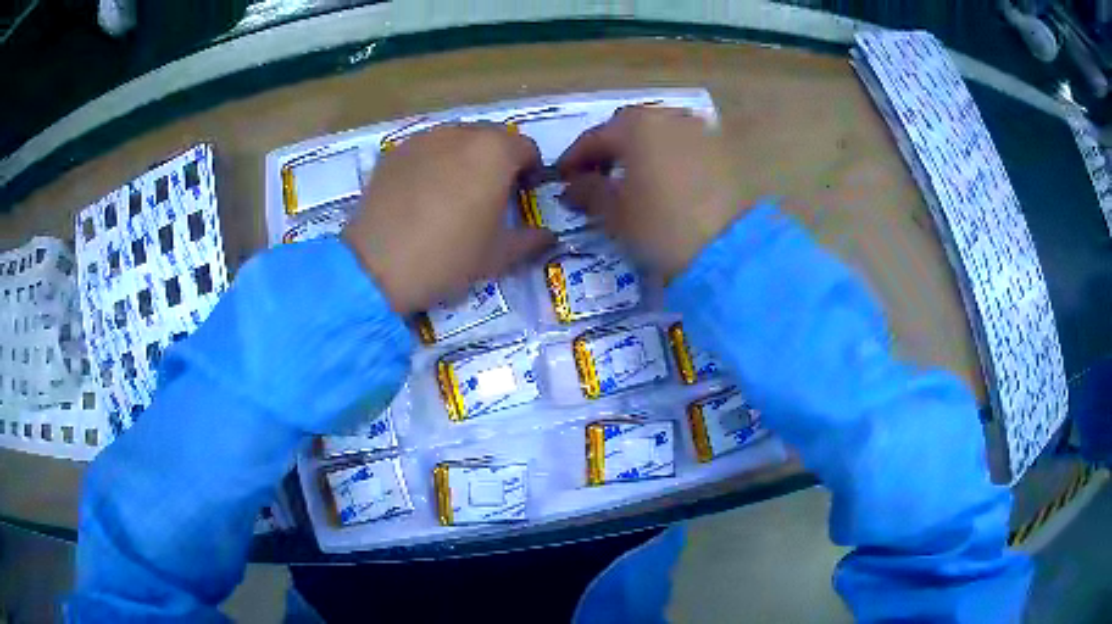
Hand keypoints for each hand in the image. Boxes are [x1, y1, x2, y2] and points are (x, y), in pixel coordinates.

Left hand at [343, 124, 554, 314]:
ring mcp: (423, 139)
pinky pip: (426, 150)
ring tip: (452, 195)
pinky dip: (433, 164)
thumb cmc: (447, 258)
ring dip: (465, 160)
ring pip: (456, 140)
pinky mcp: (394, 152)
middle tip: (488, 196)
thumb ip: (531, 240)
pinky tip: (421, 196)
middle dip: (498, 162)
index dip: (531, 171)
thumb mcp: (498, 256)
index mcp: (495, 152)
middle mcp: (461, 133)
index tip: (522, 196)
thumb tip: (548, 236)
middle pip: (491, 138)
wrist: (376, 266)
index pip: (527, 148)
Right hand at [557, 106, 745, 279]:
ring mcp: (699, 129)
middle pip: (627, 127)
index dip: (573, 158)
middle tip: (596, 175)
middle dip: (608, 148)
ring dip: (639, 148)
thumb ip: (587, 192)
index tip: (562, 178)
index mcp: (636, 126)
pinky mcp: (721, 148)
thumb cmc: (660, 227)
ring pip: (658, 132)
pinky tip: (665, 179)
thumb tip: (572, 186)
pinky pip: (684, 143)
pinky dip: (667, 155)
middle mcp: (668, 116)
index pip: (594, 137)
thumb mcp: (614, 213)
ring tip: (632, 177)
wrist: (727, 248)